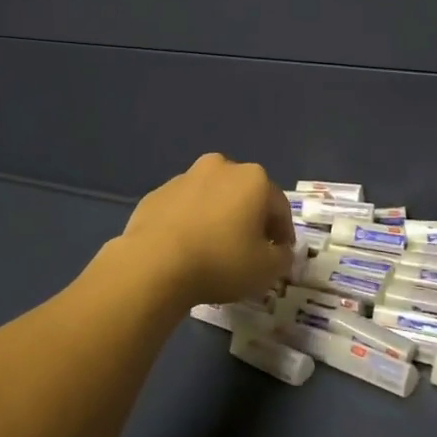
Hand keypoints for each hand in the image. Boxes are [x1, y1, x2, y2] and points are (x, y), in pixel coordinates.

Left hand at [118, 154, 293, 307]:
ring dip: (218, 217)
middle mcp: (220, 167)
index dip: (283, 233)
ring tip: (214, 249)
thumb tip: (280, 251)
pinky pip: (184, 208)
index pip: (279, 207)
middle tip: (249, 250)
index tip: (279, 255)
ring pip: (212, 198)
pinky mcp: (157, 193)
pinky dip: (190, 222)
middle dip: (249, 219)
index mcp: (253, 179)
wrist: (154, 264)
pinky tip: (186, 248)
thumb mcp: (266, 269)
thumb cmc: (221, 261)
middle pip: (244, 195)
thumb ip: (282, 257)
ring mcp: (185, 177)